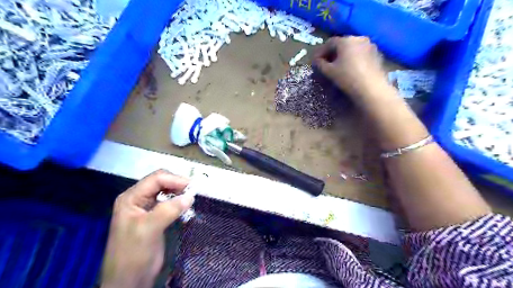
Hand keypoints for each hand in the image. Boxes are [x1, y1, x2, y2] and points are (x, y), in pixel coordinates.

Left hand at [101, 171, 192, 287]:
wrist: (128, 281)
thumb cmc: (133, 254)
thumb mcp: (149, 229)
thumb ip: (169, 210)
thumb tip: (190, 196)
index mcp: (131, 197)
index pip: (156, 179)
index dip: (175, 179)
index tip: (192, 187)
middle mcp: (138, 199)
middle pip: (161, 182)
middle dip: (178, 185)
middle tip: (194, 192)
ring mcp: (146, 207)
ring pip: (166, 191)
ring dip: (179, 193)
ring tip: (191, 199)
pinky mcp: (155, 216)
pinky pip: (169, 203)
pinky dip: (179, 202)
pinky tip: (186, 207)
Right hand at [313, 35, 389, 102]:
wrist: (371, 88)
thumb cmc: (347, 77)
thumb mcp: (329, 72)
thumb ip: (320, 64)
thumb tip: (316, 61)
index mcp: (345, 40)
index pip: (329, 43)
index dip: (321, 52)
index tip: (315, 61)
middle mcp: (358, 38)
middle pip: (341, 44)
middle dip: (332, 53)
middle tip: (326, 64)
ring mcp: (370, 45)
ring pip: (352, 48)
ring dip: (343, 55)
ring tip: (338, 67)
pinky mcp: (377, 54)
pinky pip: (360, 53)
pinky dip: (353, 58)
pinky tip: (351, 69)